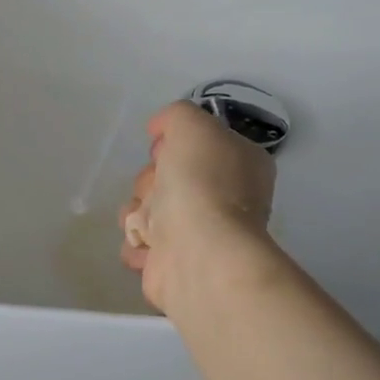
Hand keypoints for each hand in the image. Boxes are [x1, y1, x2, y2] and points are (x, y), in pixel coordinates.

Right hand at [120, 100, 276, 311]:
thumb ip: (176, 116)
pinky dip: (137, 242)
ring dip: (137, 212)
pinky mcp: (176, 263)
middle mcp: (227, 199)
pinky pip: (142, 244)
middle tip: (155, 188)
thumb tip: (160, 130)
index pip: (200, 145)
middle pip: (169, 178)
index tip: (161, 151)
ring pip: (150, 210)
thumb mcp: (192, 125)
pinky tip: (146, 244)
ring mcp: (202, 234)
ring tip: (146, 221)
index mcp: (241, 165)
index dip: (174, 144)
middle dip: (149, 180)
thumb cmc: (201, 183)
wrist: (198, 252)